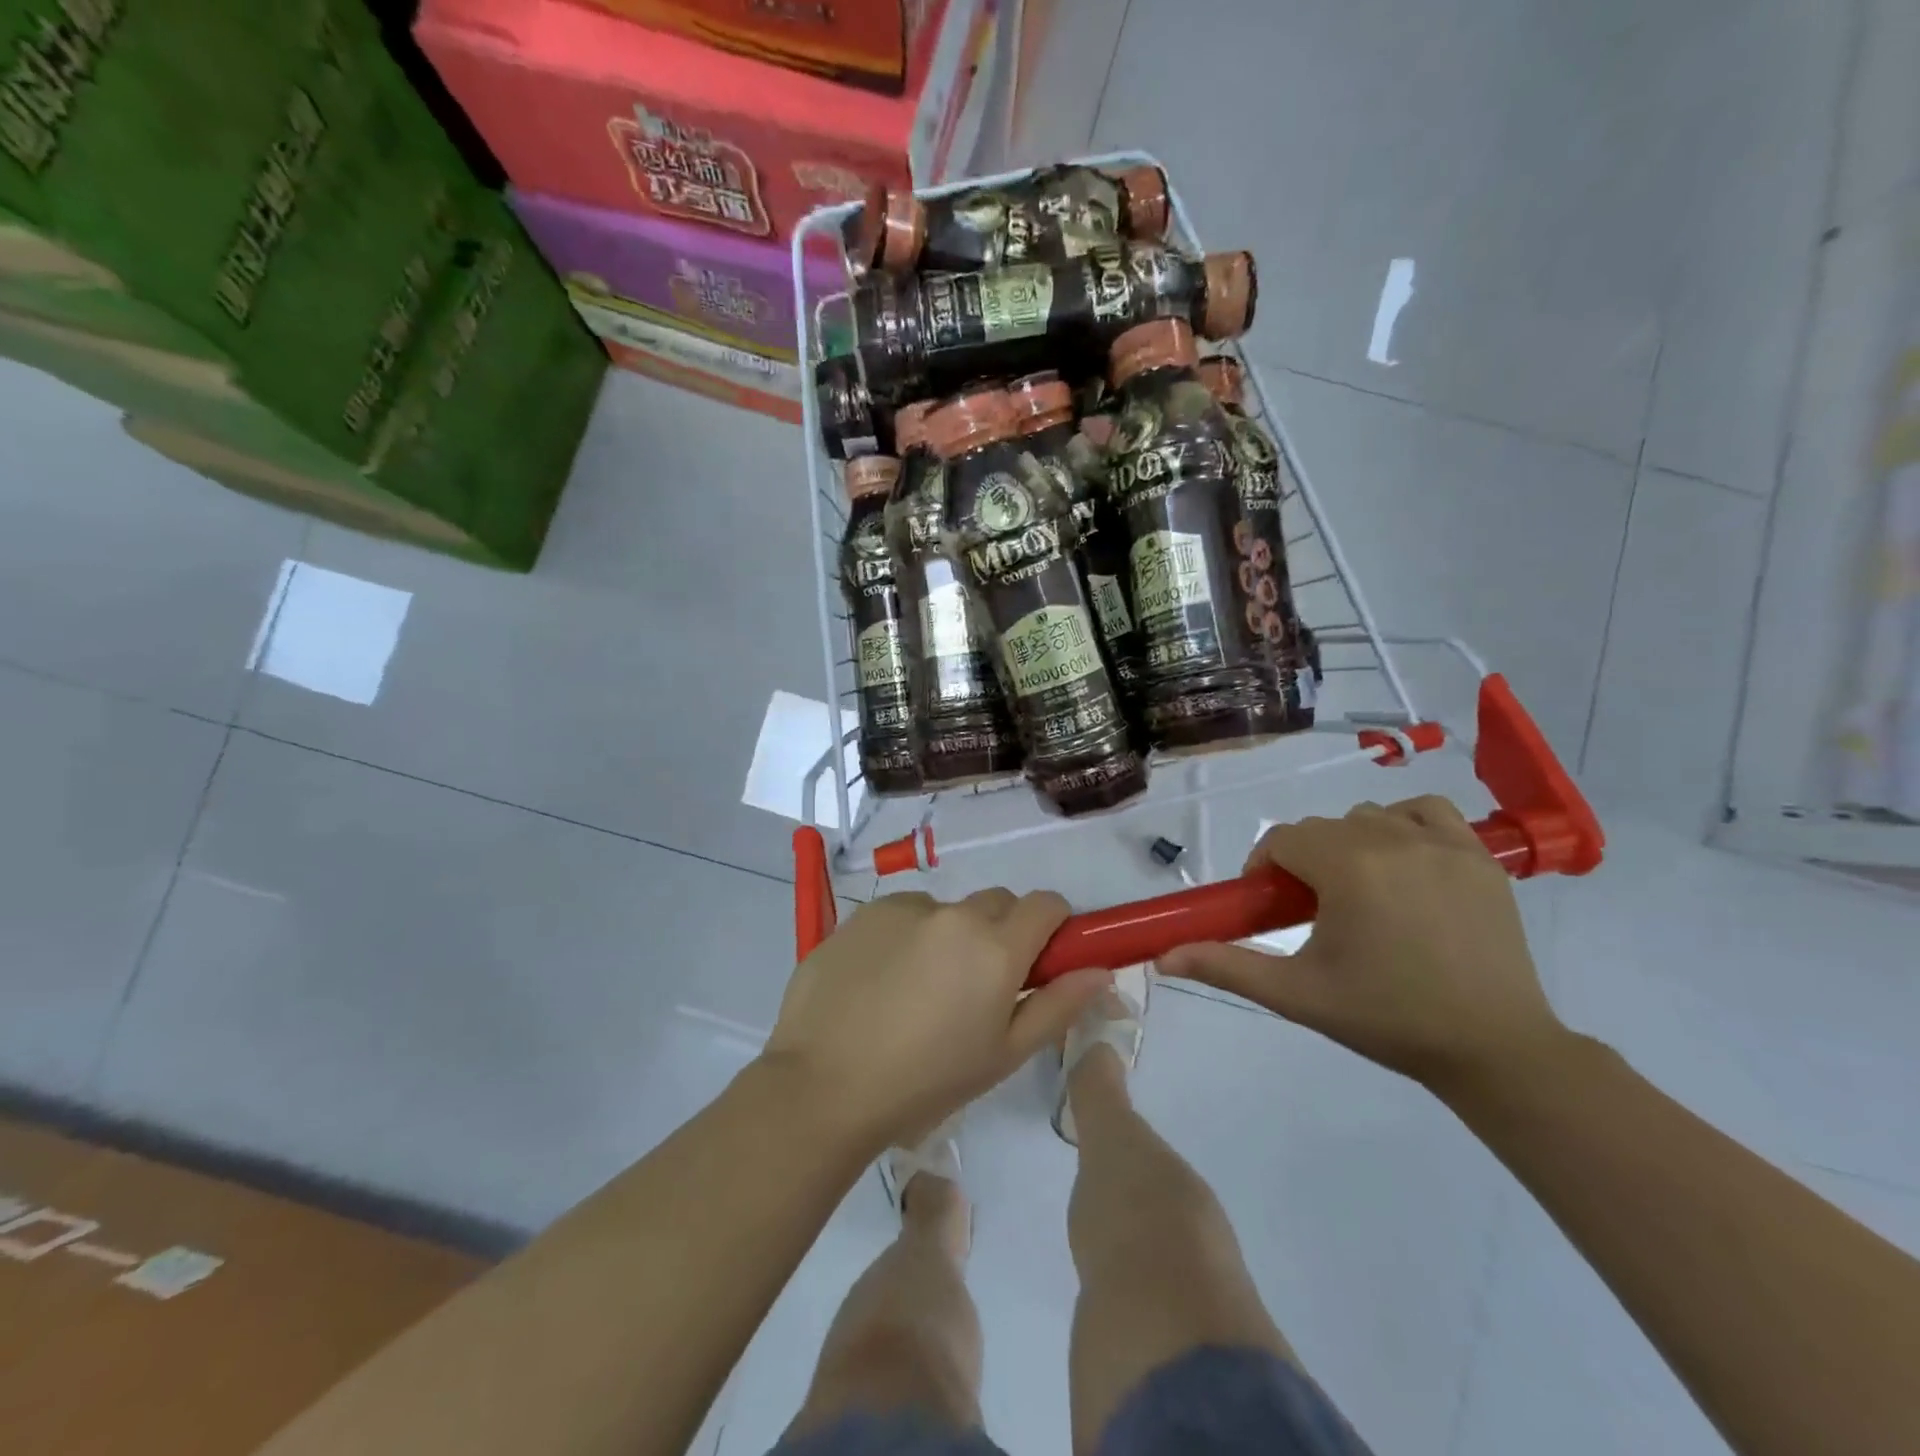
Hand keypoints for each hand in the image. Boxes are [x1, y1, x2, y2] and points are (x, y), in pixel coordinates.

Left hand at [761, 889, 1112, 1152]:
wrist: (823, 1085)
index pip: (1046, 904)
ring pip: (947, 910)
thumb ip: (1057, 1006)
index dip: (1051, 927)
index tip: (1039, 960)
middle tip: (977, 985)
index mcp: (996, 947)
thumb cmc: (925, 1081)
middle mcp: (954, 913)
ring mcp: (904, 908)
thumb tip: (1098, 971)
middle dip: (1000, 932)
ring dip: (949, 936)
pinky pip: (903, 914)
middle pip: (998, 903)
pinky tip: (881, 982)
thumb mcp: (1002, 1055)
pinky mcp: (864, 913)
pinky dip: (906, 937)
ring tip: (918, 990)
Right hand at [1159, 797, 1567, 1095]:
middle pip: (1322, 829)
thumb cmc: (1386, 1018)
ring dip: (1351, 845)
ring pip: (1369, 818)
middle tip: (1313, 913)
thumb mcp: (1297, 993)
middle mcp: (1393, 839)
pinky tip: (1404, 863)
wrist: (1494, 1048)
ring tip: (1360, 895)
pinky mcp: (1480, 857)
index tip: (1272, 908)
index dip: (1266, 870)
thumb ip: (1226, 966)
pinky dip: (1405, 825)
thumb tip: (1162, 957)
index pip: (1283, 840)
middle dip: (1305, 862)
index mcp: (1348, 866)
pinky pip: (1426, 812)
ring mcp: (1444, 844)